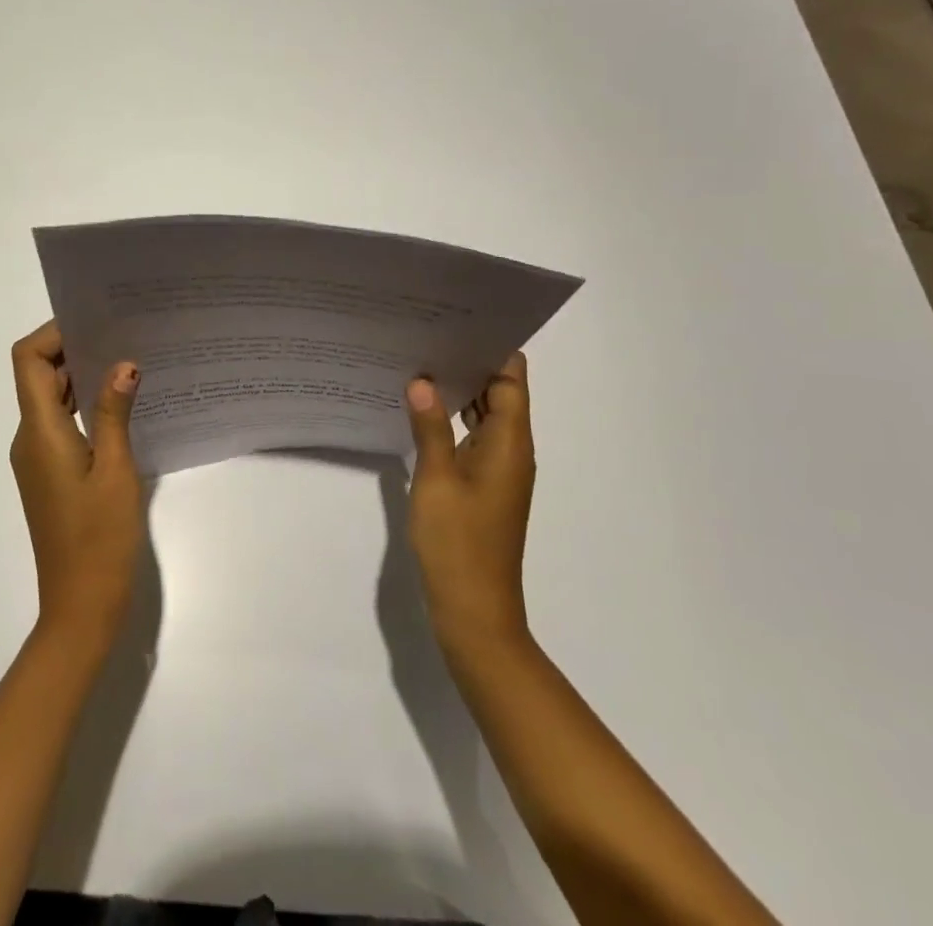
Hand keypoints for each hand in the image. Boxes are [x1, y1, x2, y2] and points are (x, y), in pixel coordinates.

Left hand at [9, 320, 143, 647]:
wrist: (81, 607)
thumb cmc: (99, 539)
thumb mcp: (116, 470)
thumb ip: (116, 412)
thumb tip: (123, 363)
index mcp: (39, 432)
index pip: (28, 361)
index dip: (54, 334)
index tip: (95, 323)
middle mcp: (30, 439)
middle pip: (37, 375)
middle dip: (73, 349)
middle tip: (122, 333)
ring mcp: (38, 458)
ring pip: (50, 399)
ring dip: (81, 377)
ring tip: (127, 360)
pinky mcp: (50, 474)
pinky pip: (60, 423)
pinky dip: (84, 405)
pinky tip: (122, 405)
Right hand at [404, 353, 534, 653]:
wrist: (475, 612)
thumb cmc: (458, 542)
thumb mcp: (436, 478)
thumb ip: (429, 426)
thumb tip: (422, 379)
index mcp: (510, 442)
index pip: (511, 378)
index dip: (491, 348)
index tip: (458, 321)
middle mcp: (512, 450)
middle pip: (500, 392)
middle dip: (469, 363)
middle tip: (427, 334)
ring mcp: (499, 470)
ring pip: (486, 415)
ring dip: (460, 391)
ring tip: (420, 361)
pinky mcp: (484, 486)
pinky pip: (474, 438)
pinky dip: (454, 419)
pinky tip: (422, 410)